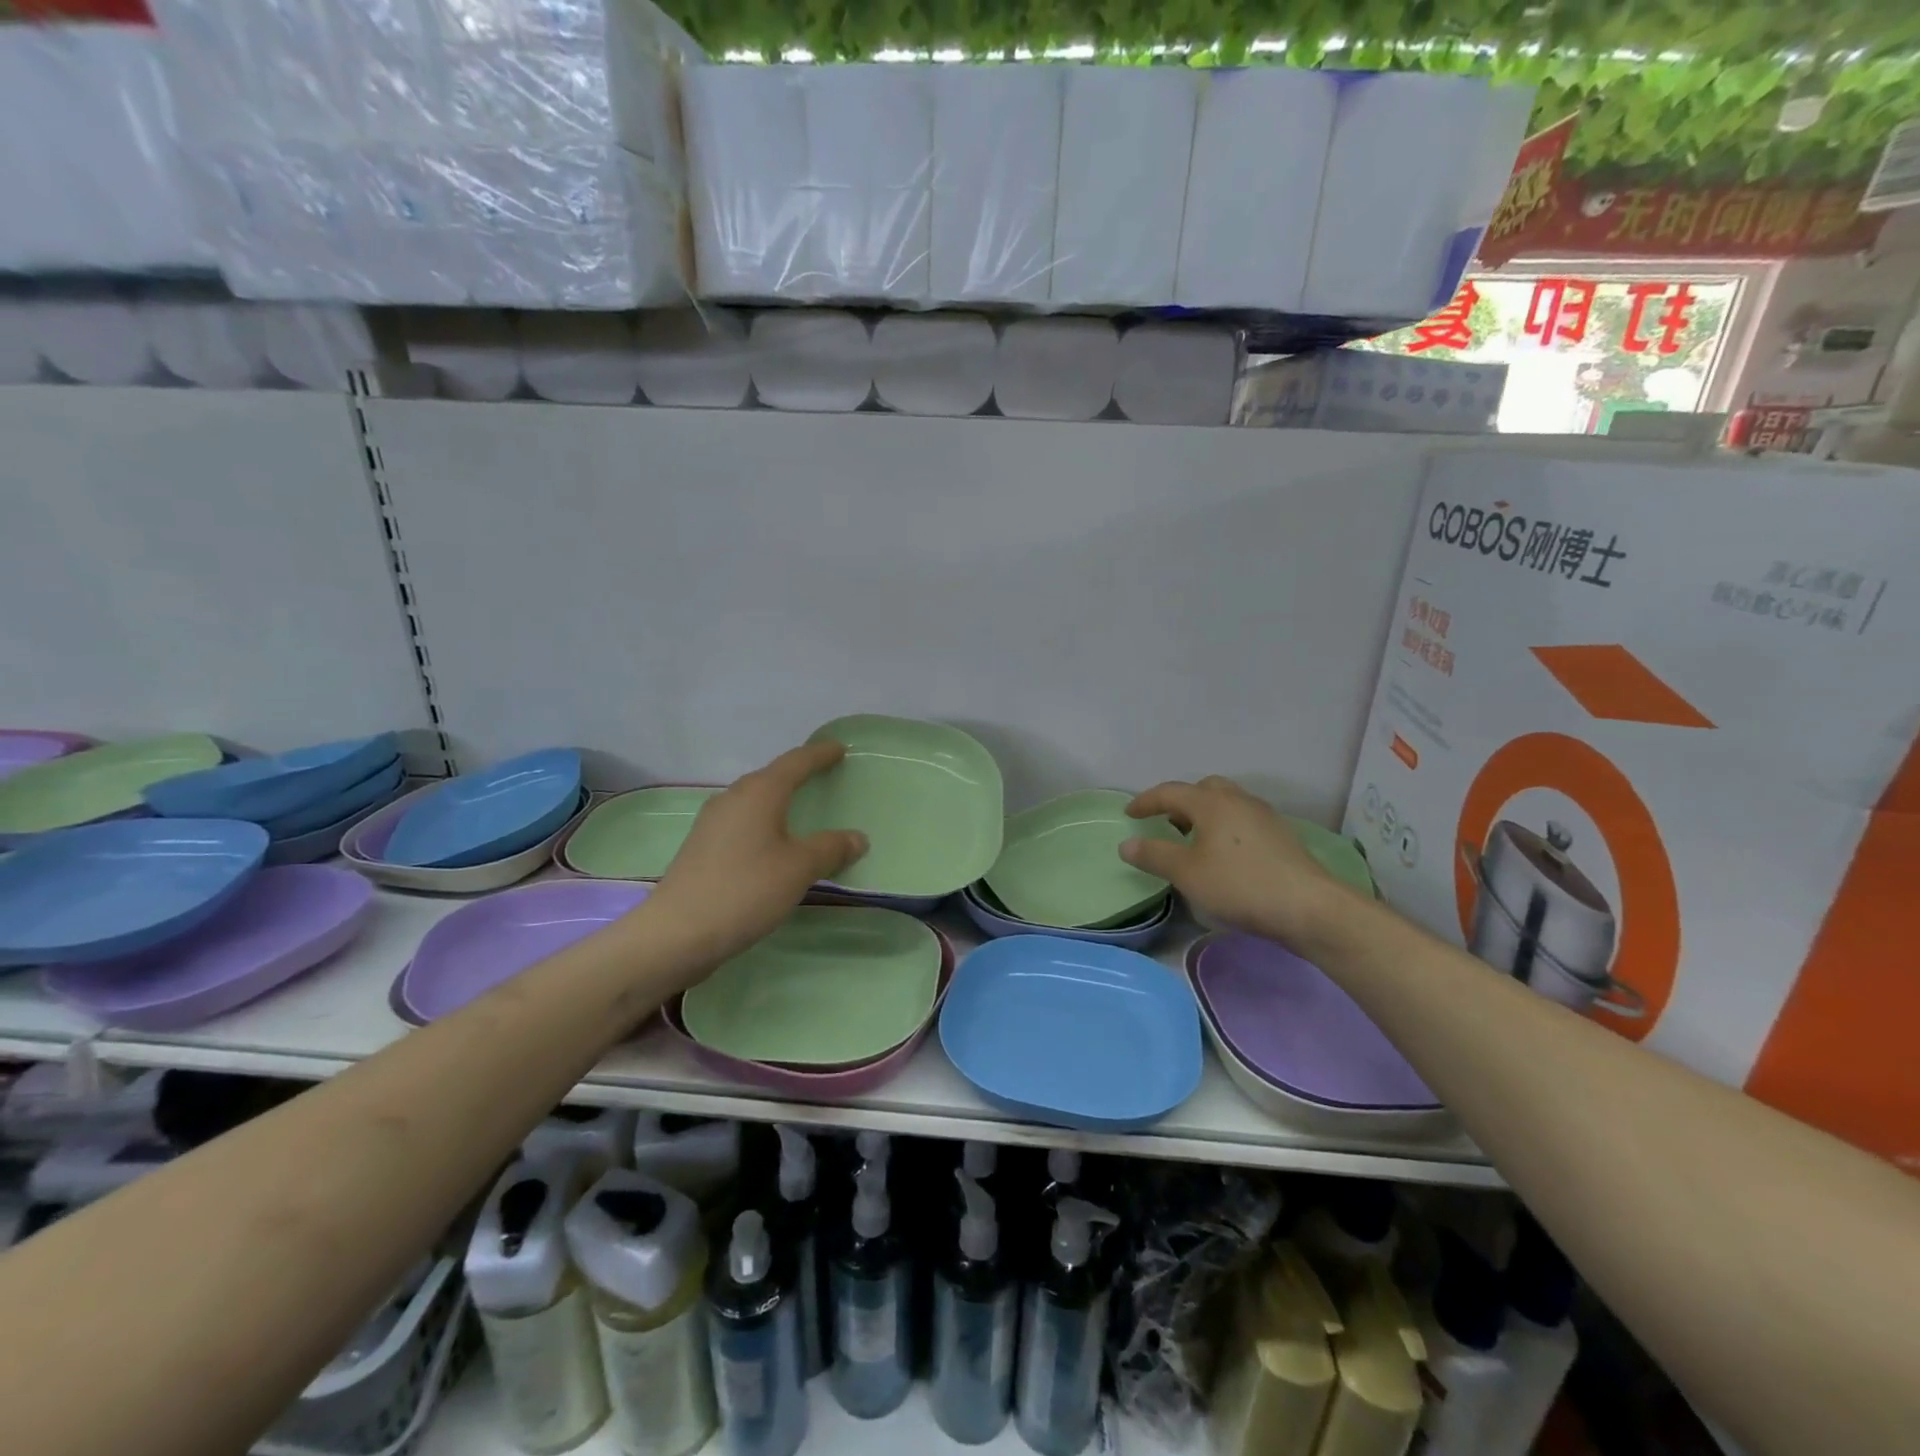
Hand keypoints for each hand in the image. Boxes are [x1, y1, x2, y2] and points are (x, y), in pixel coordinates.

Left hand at [648, 743, 867, 964]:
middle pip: (770, 778)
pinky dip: (763, 824)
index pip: (795, 762)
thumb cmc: (745, 890)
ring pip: (753, 801)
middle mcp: (732, 798)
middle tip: (822, 777)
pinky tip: (770, 844)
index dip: (819, 754)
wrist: (677, 934)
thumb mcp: (798, 869)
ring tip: (799, 810)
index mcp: (759, 793)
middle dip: (797, 775)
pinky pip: (741, 823)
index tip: (839, 748)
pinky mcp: (701, 848)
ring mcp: (711, 823)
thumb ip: (830, 849)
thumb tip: (857, 837)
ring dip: (777, 801)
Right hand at [1120, 776, 1357, 945]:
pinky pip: (1243, 820)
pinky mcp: (1281, 836)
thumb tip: (1127, 844)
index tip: (1130, 813)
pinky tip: (1225, 855)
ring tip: (1194, 840)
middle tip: (1167, 822)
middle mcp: (1238, 800)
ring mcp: (1264, 817)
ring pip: (1227, 803)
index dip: (1146, 801)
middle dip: (1181, 802)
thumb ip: (1154, 855)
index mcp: (1212, 803)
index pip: (1170, 792)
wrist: (1308, 907)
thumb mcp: (1187, 873)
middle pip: (1204, 789)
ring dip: (1205, 814)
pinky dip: (1225, 828)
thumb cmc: (1239, 884)